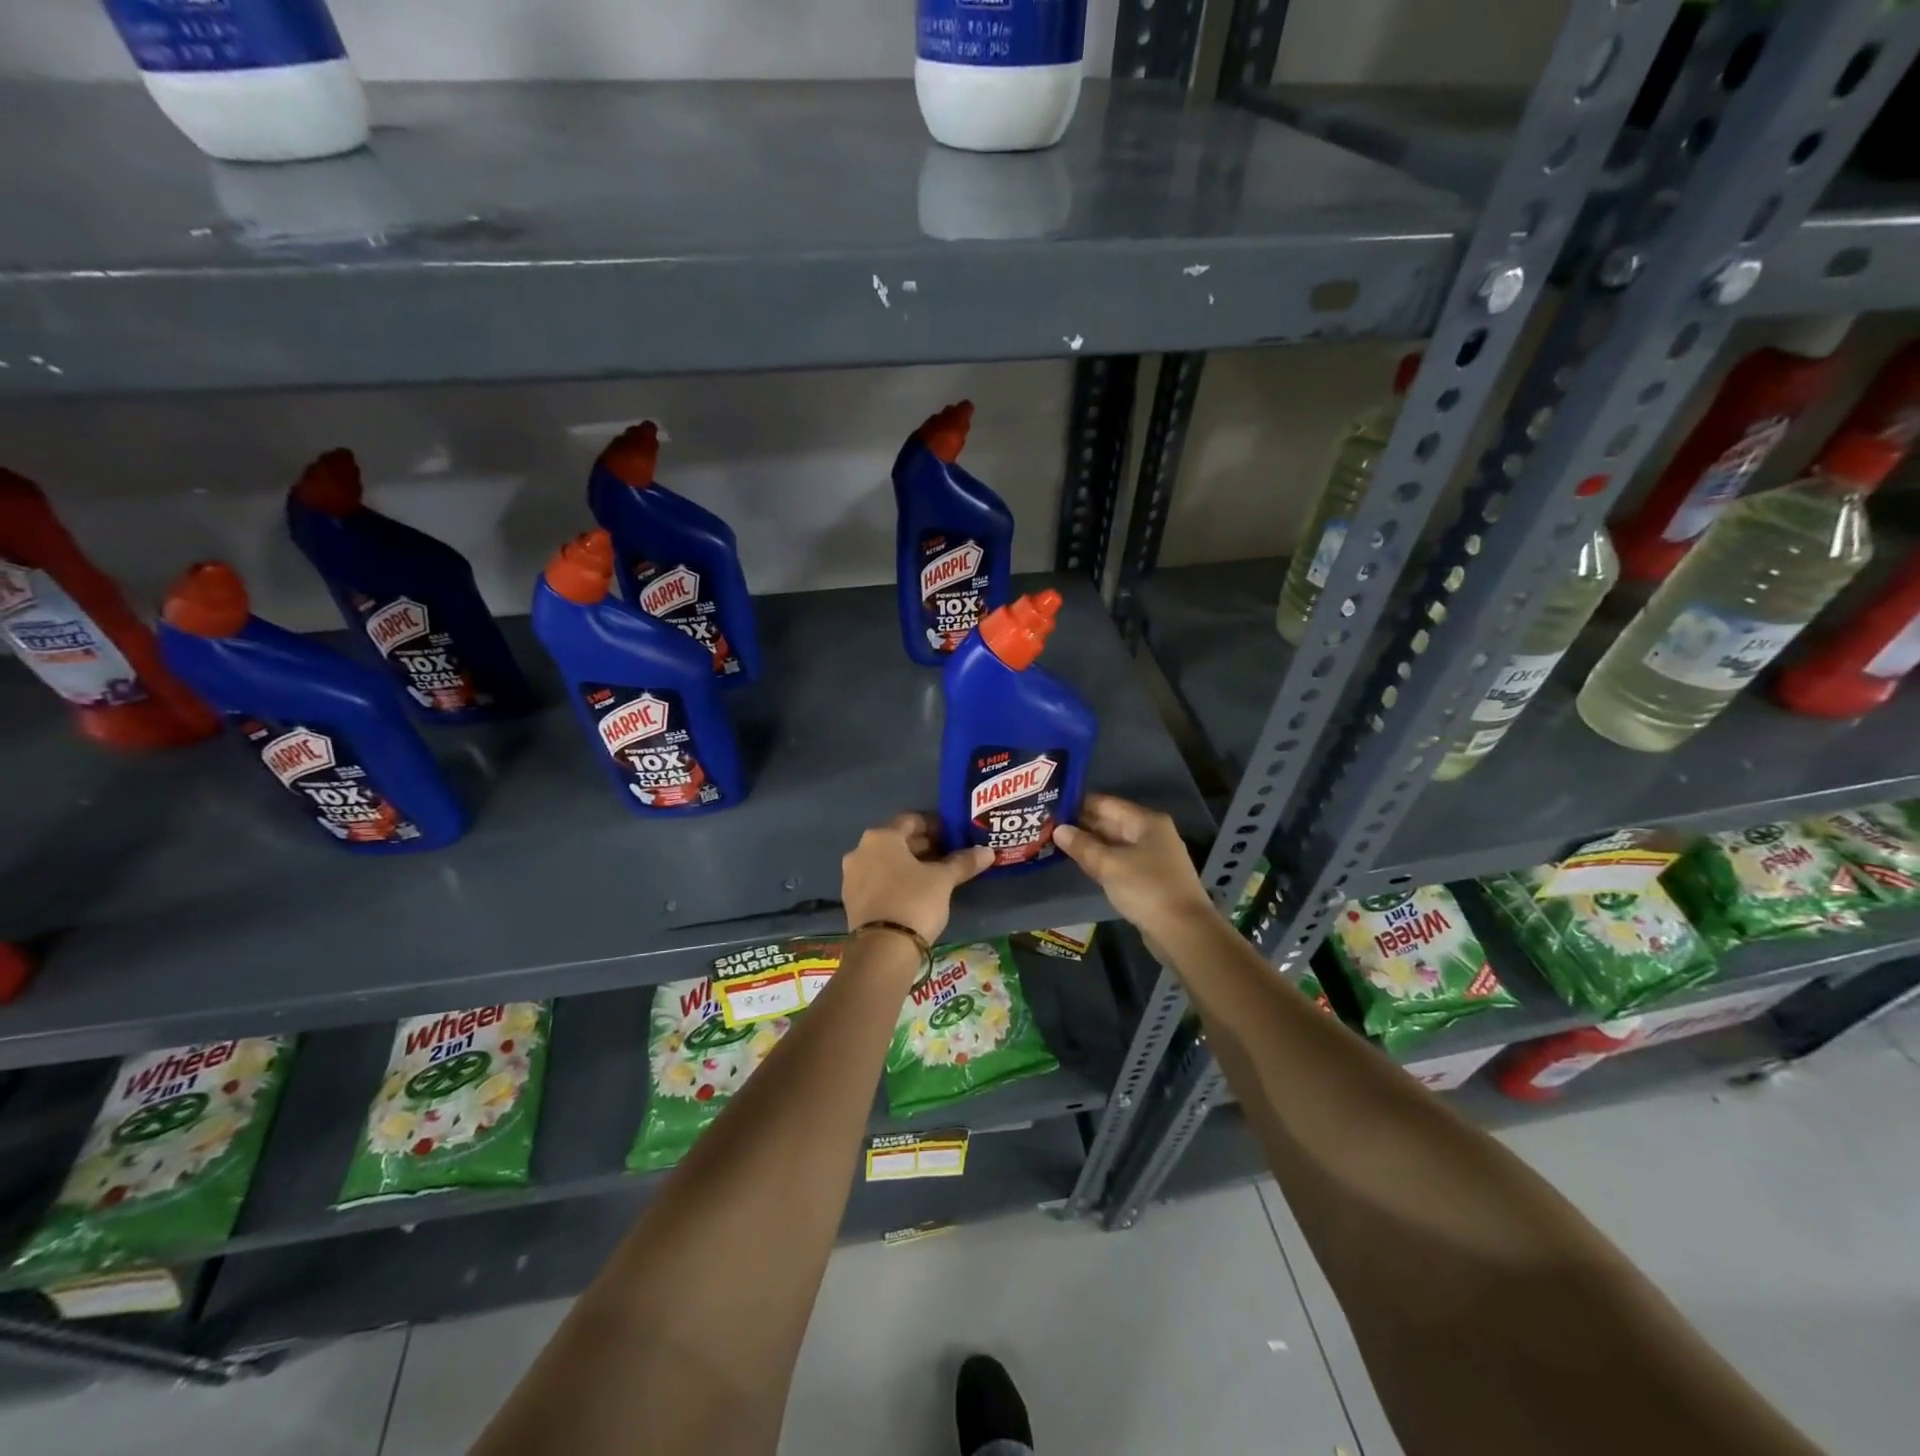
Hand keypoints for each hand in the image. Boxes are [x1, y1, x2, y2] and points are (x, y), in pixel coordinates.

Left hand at [841, 813, 993, 944]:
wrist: (882, 950)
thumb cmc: (914, 901)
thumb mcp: (943, 880)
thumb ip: (963, 862)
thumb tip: (987, 852)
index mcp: (881, 837)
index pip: (912, 820)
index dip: (936, 826)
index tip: (954, 836)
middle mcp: (860, 850)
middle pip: (897, 841)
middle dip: (924, 847)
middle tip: (949, 857)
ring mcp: (852, 876)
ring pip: (886, 862)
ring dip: (910, 865)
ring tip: (936, 876)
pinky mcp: (851, 900)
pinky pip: (878, 881)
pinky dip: (896, 881)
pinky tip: (916, 894)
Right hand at [1053, 794, 1214, 940]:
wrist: (1183, 931)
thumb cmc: (1146, 888)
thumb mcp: (1109, 865)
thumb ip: (1082, 845)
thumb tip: (1058, 829)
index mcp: (1146, 821)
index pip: (1106, 803)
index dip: (1078, 804)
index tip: (1051, 805)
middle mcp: (1151, 834)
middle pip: (1111, 822)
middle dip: (1082, 824)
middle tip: (1048, 824)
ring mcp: (1152, 857)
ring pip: (1114, 843)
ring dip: (1089, 843)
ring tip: (1056, 841)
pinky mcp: (1150, 878)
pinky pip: (1120, 861)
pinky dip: (1101, 860)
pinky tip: (1081, 862)